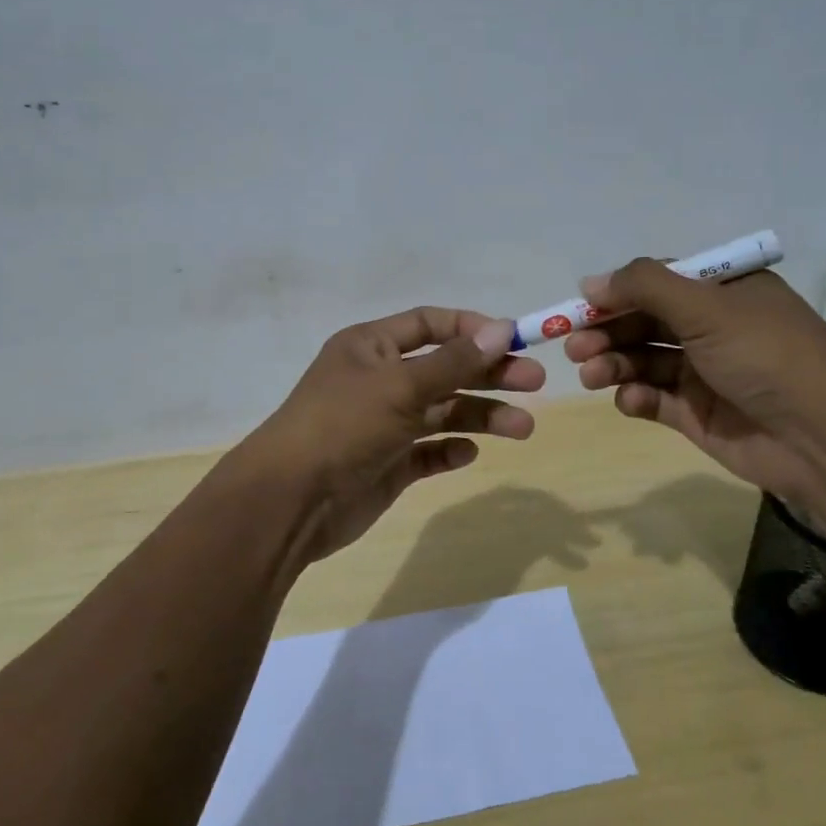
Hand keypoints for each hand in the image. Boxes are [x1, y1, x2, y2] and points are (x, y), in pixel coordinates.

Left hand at [233, 307, 545, 563]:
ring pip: (443, 412)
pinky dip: (450, 450)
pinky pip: (428, 451)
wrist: (291, 501)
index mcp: (371, 347)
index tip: (513, 339)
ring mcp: (384, 423)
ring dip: (482, 416)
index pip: (429, 324)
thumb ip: (453, 361)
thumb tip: (501, 330)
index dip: (472, 328)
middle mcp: (379, 380)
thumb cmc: (343, 425)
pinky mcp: (388, 463)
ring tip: (523, 428)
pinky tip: (468, 454)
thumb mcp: (399, 385)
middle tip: (535, 382)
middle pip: (445, 368)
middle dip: (489, 374)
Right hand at [563, 259, 825, 505]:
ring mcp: (704, 373)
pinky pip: (654, 399)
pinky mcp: (697, 414)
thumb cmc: (764, 355)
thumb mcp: (706, 306)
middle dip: (607, 332)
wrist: (821, 437)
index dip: (617, 292)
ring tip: (590, 374)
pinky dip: (636, 397)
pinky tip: (630, 400)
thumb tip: (590, 282)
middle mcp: (713, 328)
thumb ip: (644, 287)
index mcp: (724, 292)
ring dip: (612, 364)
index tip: (580, 305)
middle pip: (644, 322)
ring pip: (643, 361)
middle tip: (573, 346)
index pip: (658, 283)